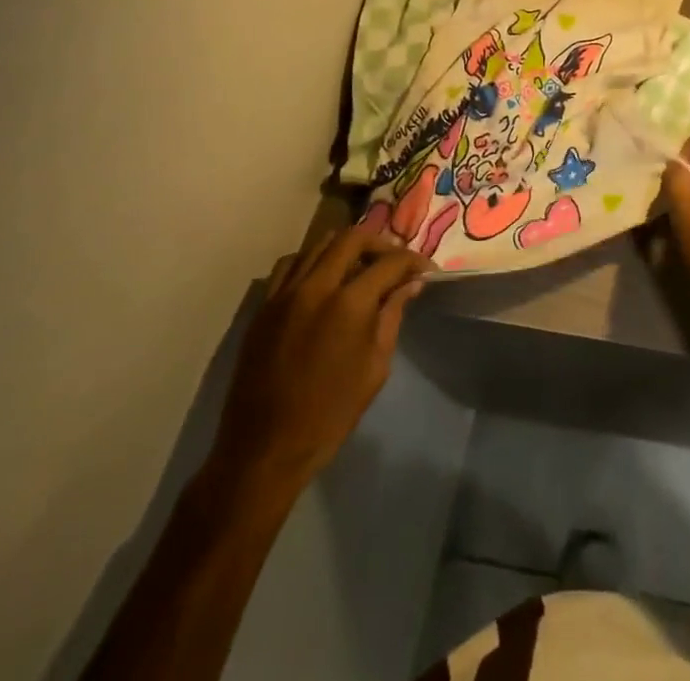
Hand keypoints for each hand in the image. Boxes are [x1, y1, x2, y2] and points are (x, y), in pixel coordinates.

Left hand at [208, 227, 430, 496]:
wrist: (265, 450)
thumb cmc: (330, 414)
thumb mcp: (375, 367)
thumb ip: (392, 316)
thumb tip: (410, 285)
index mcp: (349, 303)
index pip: (390, 262)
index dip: (414, 262)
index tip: (426, 271)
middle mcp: (315, 286)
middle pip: (353, 238)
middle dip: (380, 245)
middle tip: (394, 263)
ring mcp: (284, 294)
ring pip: (319, 244)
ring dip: (345, 248)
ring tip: (359, 267)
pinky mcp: (263, 307)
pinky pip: (290, 265)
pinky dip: (312, 262)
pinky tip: (322, 281)